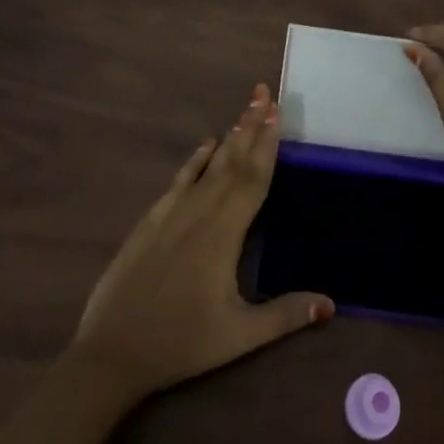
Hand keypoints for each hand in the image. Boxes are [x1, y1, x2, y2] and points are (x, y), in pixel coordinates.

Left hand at [68, 84, 333, 402]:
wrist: (112, 351)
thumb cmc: (180, 343)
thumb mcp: (237, 336)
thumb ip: (284, 315)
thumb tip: (331, 304)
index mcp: (224, 234)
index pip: (253, 179)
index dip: (267, 144)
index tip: (276, 111)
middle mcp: (200, 213)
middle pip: (233, 161)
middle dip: (251, 125)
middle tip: (264, 92)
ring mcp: (172, 213)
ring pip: (209, 166)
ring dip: (230, 136)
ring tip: (246, 110)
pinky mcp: (152, 221)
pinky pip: (181, 180)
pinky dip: (196, 159)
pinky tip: (207, 144)